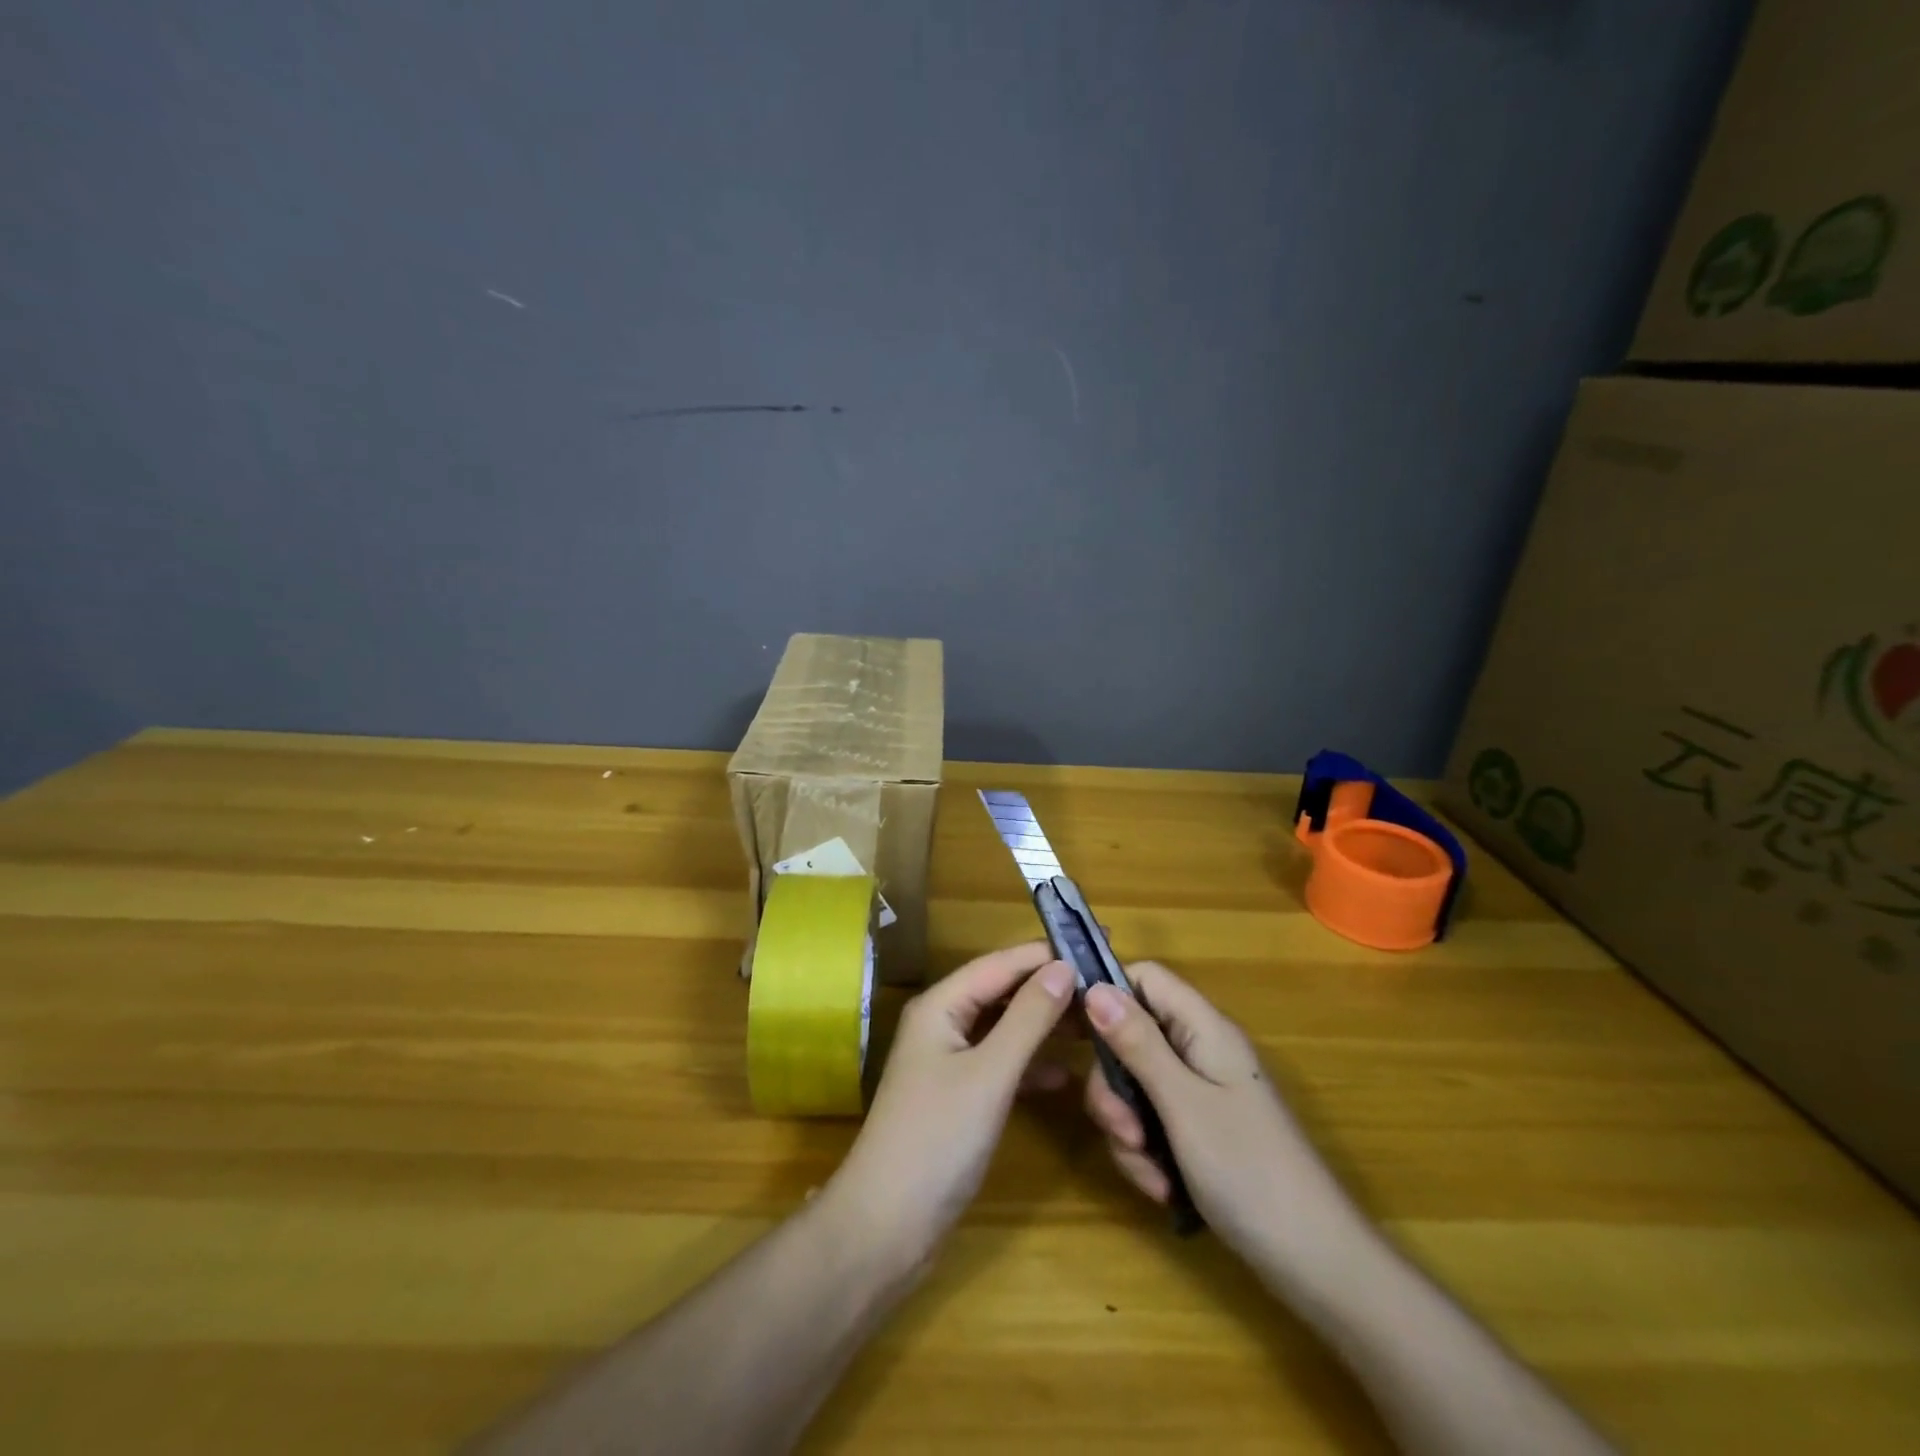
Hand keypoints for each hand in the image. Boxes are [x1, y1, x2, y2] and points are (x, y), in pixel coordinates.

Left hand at [831, 943, 1075, 1262]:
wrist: (886, 1227)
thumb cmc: (937, 1140)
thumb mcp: (990, 1074)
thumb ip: (1028, 1018)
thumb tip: (1065, 967)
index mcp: (941, 1005)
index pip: (1001, 963)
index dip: (1046, 954)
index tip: (1097, 947)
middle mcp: (943, 1022)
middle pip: (1002, 991)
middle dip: (1049, 988)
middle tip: (1106, 988)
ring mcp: (949, 1060)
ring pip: (1004, 1028)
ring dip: (1044, 1025)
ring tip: (1097, 1025)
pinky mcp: (958, 1096)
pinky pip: (1001, 1063)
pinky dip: (1030, 1064)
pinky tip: (1065, 1075)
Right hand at [1083, 962, 1356, 1275]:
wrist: (1316, 1264)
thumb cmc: (1249, 1170)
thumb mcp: (1182, 1103)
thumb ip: (1137, 1043)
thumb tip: (1093, 987)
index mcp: (1204, 1029)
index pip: (1145, 979)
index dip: (1106, 994)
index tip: (1071, 1032)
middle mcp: (1200, 1051)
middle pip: (1131, 1037)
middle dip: (1114, 1086)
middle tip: (1122, 1130)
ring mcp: (1201, 1092)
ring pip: (1136, 1086)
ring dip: (1128, 1129)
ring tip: (1149, 1172)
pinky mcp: (1199, 1130)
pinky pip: (1152, 1123)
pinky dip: (1146, 1153)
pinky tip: (1161, 1188)